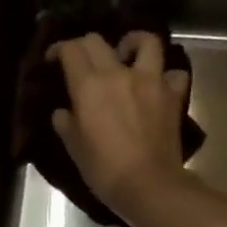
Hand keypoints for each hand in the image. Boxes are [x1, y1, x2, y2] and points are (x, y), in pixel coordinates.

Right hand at [49, 31, 190, 219]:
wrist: (147, 185)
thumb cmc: (103, 169)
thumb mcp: (74, 148)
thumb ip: (66, 123)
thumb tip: (64, 112)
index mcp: (89, 86)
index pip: (71, 50)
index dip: (59, 49)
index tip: (53, 59)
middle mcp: (119, 74)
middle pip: (99, 41)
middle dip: (85, 46)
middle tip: (82, 61)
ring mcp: (151, 81)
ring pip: (146, 41)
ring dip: (133, 43)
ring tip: (126, 56)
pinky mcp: (173, 95)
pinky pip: (173, 73)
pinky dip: (166, 75)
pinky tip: (157, 85)